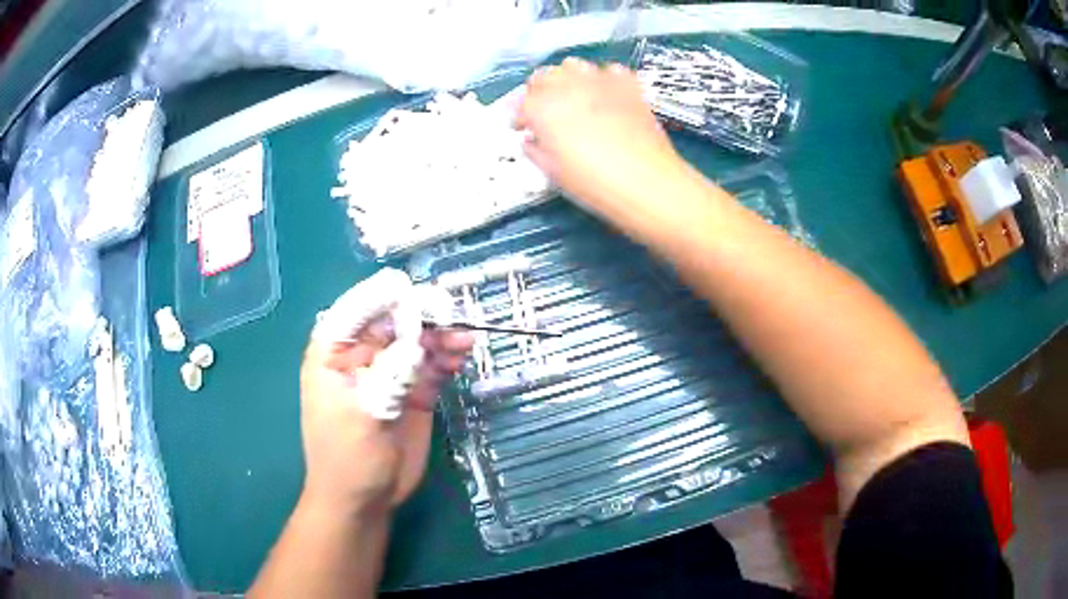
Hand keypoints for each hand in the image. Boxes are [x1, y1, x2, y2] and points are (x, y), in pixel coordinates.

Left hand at [299, 269, 472, 516]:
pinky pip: (431, 365)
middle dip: (423, 315)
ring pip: (417, 340)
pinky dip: (447, 357)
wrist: (364, 500)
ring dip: (441, 336)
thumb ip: (389, 377)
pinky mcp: (411, 391)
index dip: (385, 297)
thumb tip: (417, 342)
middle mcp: (361, 355)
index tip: (415, 292)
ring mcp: (389, 372)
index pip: (357, 310)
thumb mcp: (364, 417)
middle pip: (394, 320)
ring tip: (465, 340)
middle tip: (453, 316)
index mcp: (334, 352)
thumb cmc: (348, 458)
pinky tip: (461, 356)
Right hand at [516, 57, 684, 212]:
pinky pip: (609, 70)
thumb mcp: (554, 173)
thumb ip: (536, 150)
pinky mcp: (628, 85)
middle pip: (544, 76)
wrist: (647, 183)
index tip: (521, 127)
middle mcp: (568, 87)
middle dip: (539, 92)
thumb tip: (532, 141)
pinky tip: (604, 94)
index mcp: (543, 108)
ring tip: (571, 97)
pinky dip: (602, 78)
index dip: (518, 116)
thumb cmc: (595, 183)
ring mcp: (600, 82)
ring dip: (566, 78)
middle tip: (543, 111)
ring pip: (573, 65)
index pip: (520, 102)